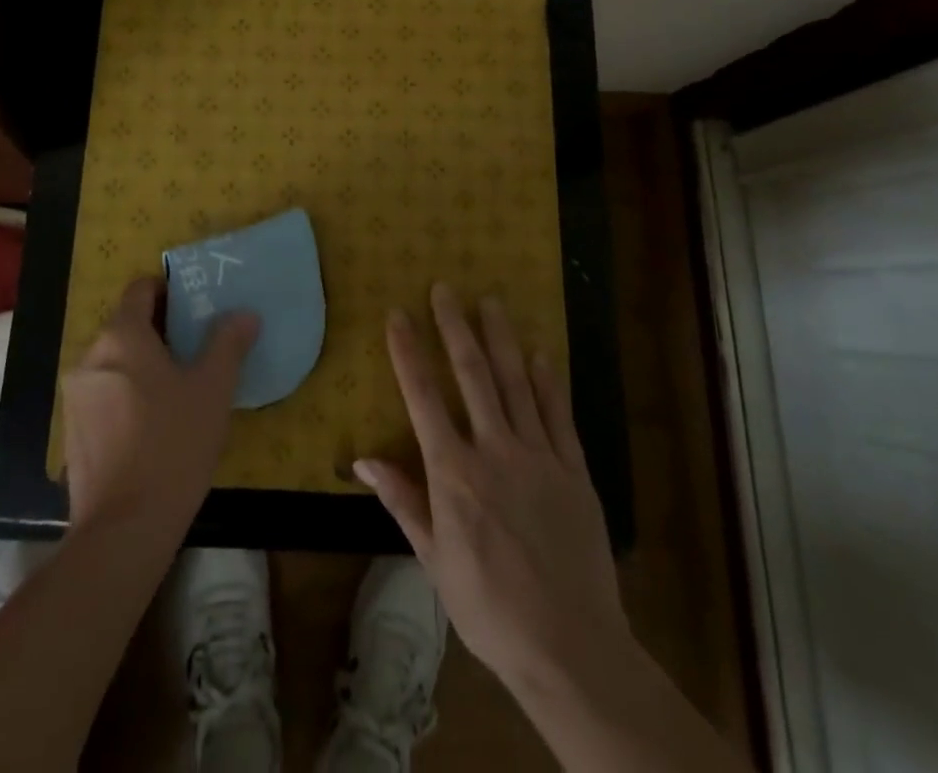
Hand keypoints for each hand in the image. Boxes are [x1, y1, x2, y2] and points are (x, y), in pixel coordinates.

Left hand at [62, 278, 258, 540]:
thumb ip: (228, 343)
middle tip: (196, 349)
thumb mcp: (213, 388)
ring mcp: (75, 397)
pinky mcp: (72, 432)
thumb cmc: (173, 443)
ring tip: (178, 389)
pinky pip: (103, 395)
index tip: (194, 307)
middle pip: (126, 326)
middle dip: (159, 331)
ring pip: (114, 362)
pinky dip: (126, 395)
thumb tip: (244, 314)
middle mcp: (90, 357)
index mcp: (122, 336)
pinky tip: (153, 425)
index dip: (167, 291)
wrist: (125, 527)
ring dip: (142, 365)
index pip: (139, 290)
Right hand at [355, 283, 628, 697]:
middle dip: (455, 326)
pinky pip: (558, 415)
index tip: (398, 314)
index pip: (424, 397)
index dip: (408, 351)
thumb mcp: (434, 561)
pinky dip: (547, 381)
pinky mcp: (573, 470)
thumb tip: (363, 459)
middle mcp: (494, 451)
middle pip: (472, 375)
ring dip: (501, 338)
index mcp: (454, 473)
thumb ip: (402, 501)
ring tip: (490, 301)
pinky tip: (539, 354)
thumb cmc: (489, 608)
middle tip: (445, 288)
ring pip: (516, 383)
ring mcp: (538, 457)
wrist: (570, 648)